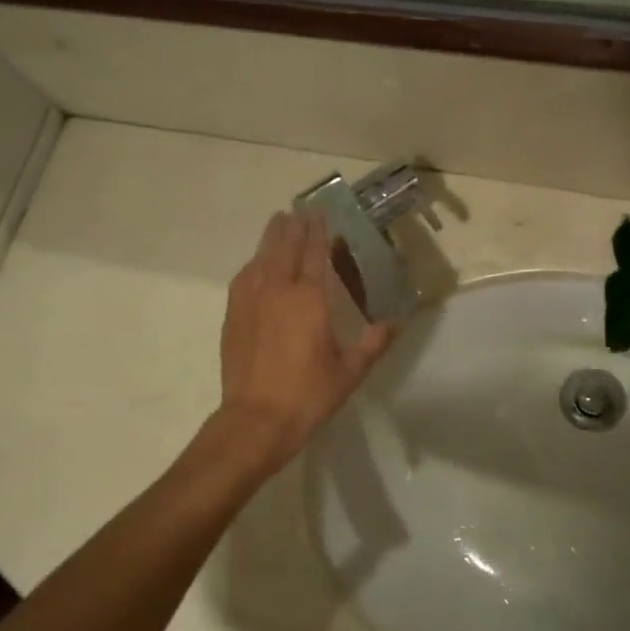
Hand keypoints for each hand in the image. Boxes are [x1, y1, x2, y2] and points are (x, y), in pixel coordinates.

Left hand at [218, 212, 396, 466]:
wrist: (256, 420)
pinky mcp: (233, 317)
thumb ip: (373, 344)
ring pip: (260, 259)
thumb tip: (396, 323)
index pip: (314, 254)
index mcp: (309, 300)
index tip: (320, 213)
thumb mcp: (350, 372)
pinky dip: (253, 265)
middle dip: (293, 227)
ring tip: (277, 223)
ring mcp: (250, 302)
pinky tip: (255, 265)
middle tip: (299, 210)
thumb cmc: (308, 396)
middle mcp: (277, 291)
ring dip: (270, 239)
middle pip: (284, 248)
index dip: (318, 232)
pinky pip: (243, 279)